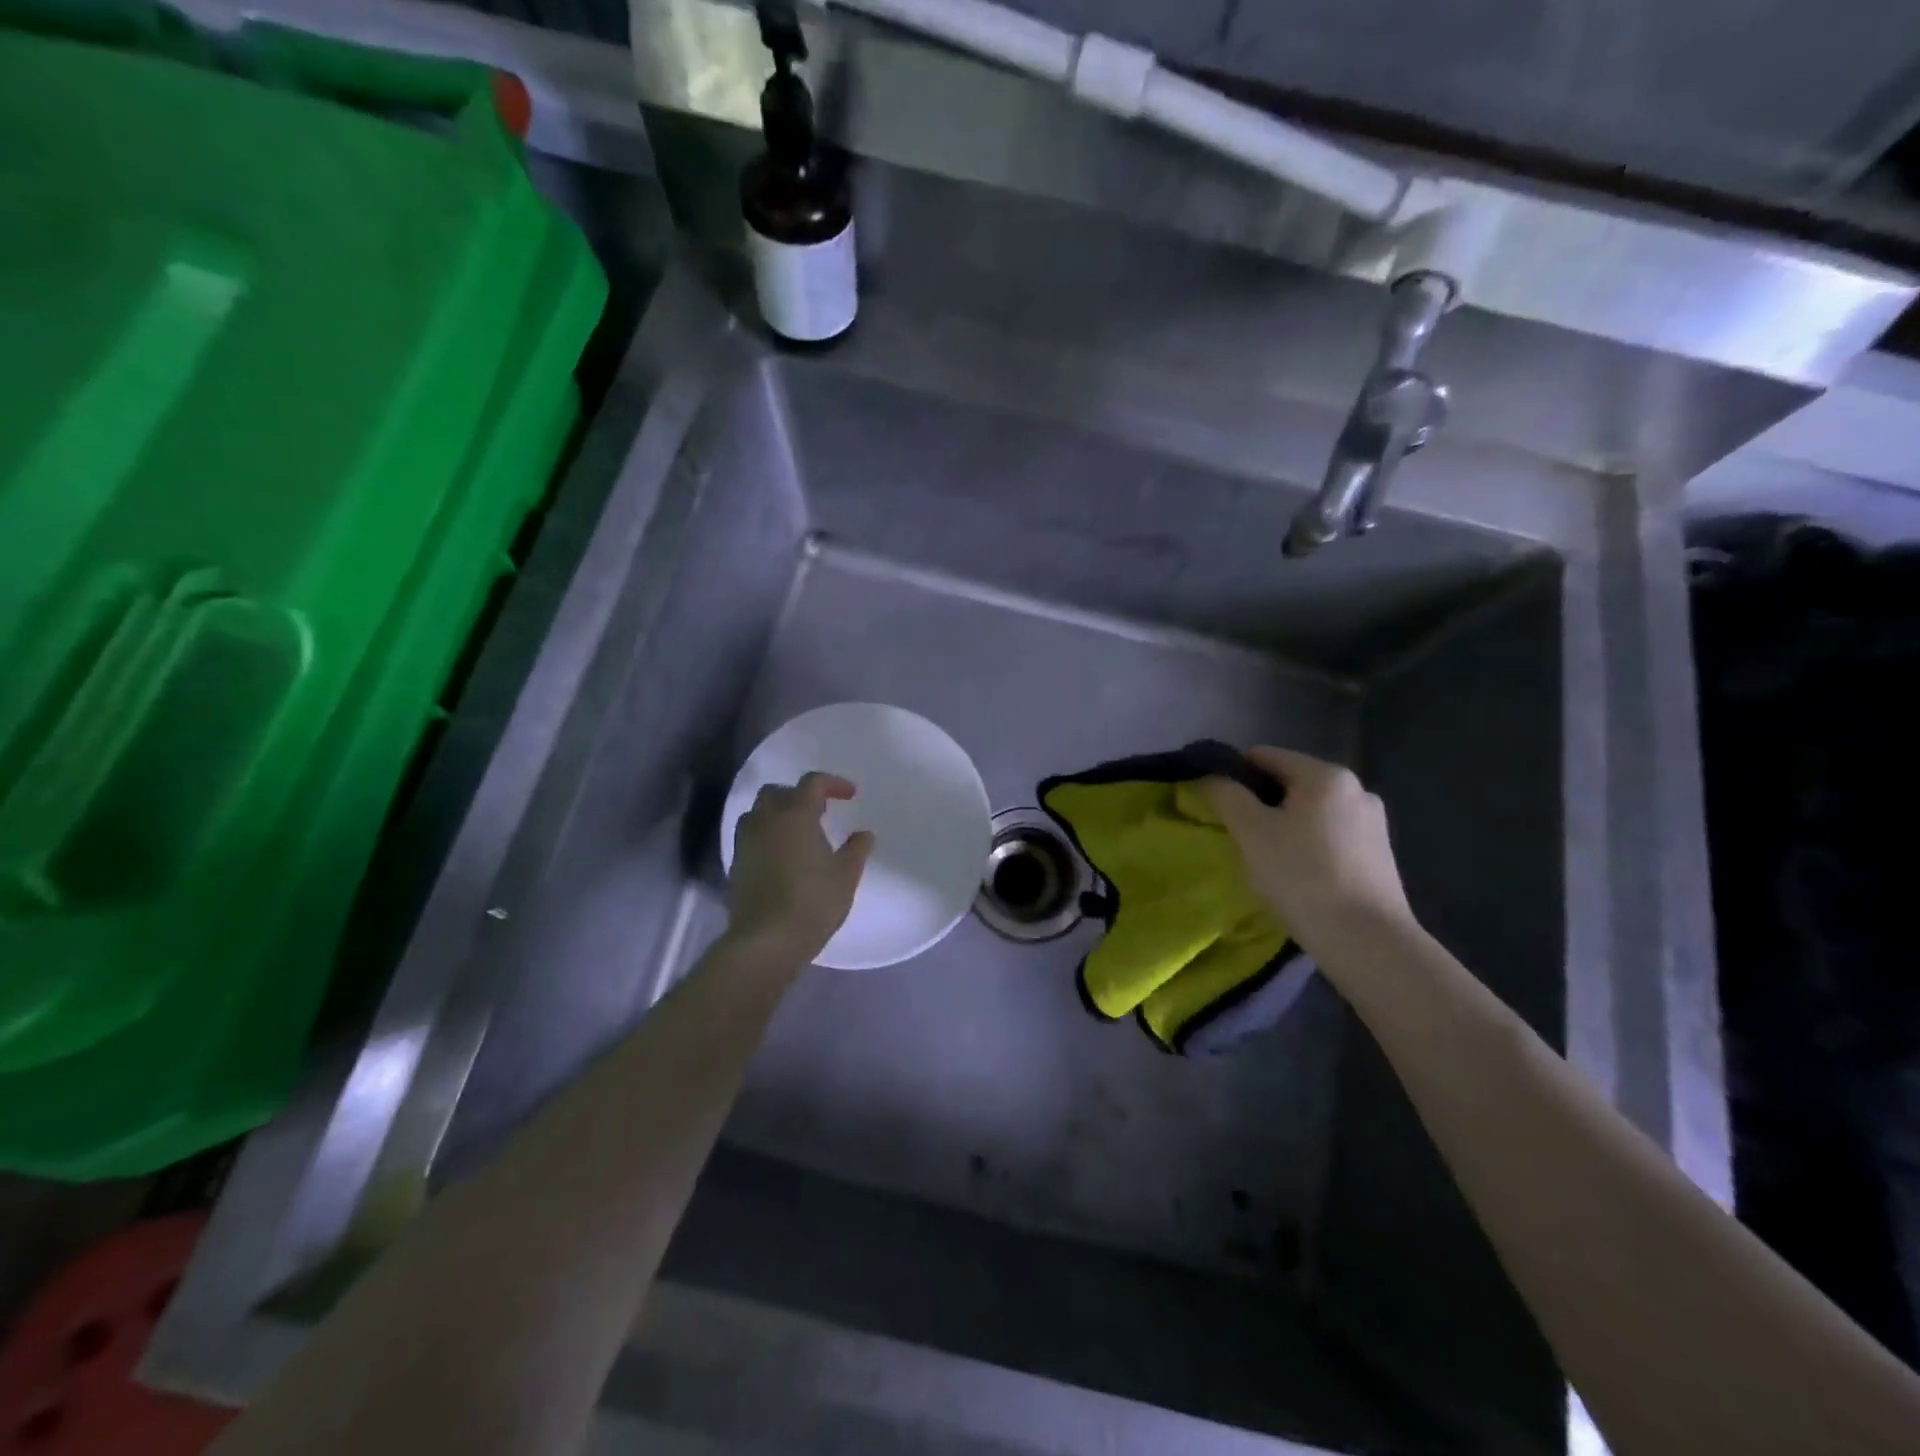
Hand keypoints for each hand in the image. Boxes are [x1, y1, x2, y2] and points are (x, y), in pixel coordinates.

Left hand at [727, 772, 874, 962]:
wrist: (766, 940)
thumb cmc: (812, 902)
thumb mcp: (845, 876)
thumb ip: (856, 850)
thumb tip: (864, 834)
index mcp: (796, 815)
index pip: (812, 783)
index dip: (833, 783)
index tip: (850, 795)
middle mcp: (766, 820)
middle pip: (777, 792)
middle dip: (798, 795)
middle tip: (819, 811)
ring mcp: (746, 842)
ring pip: (758, 812)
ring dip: (777, 813)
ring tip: (797, 832)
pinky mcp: (737, 864)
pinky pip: (751, 836)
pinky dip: (766, 835)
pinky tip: (782, 856)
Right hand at [1203, 746, 1414, 947]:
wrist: (1367, 941)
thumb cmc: (1303, 876)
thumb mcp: (1251, 832)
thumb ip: (1226, 795)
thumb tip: (1211, 776)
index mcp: (1326, 775)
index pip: (1264, 755)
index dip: (1232, 773)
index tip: (1215, 803)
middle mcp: (1356, 788)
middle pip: (1289, 782)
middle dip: (1260, 802)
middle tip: (1239, 836)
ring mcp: (1373, 822)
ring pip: (1310, 810)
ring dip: (1284, 825)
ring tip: (1267, 859)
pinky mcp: (1380, 854)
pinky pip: (1330, 834)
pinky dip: (1308, 844)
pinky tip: (1298, 874)